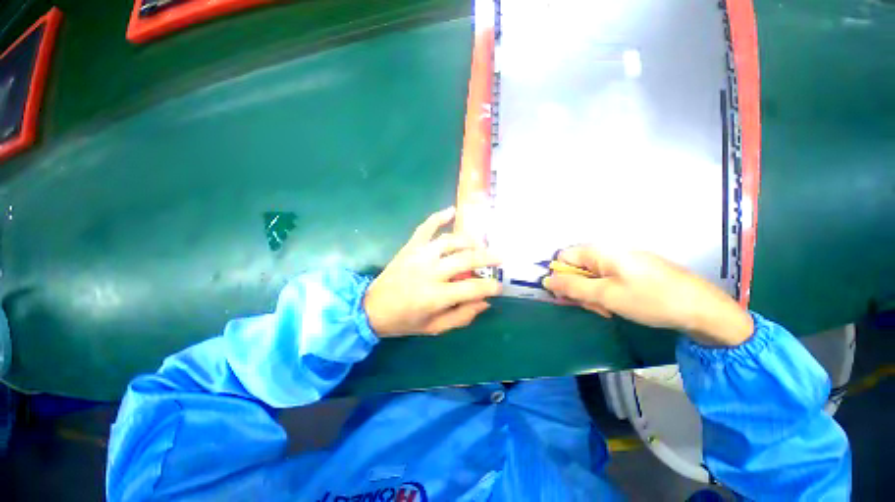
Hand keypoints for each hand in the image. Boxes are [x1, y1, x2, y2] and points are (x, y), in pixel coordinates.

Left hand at [363, 207, 501, 336]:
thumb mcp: (435, 328)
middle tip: (501, 258)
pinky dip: (439, 217)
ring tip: (481, 244)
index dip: (490, 287)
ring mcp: (419, 255)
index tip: (499, 286)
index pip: (472, 288)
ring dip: (469, 240)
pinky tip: (452, 210)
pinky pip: (426, 227)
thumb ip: (462, 316)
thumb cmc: (405, 321)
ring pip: (450, 241)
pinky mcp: (410, 247)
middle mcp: (429, 272)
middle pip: (465, 259)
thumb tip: (485, 302)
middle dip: (488, 257)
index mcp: (436, 296)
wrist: (372, 308)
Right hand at [543, 246, 752, 345]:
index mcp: (599, 251)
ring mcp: (622, 260)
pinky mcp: (634, 269)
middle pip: (577, 268)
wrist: (703, 309)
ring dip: (594, 294)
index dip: (562, 277)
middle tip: (596, 307)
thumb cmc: (650, 299)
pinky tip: (621, 305)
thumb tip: (547, 280)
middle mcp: (608, 251)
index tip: (571, 297)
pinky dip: (608, 293)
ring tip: (610, 309)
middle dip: (580, 289)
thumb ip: (572, 286)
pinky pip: (608, 279)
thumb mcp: (605, 295)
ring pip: (592, 276)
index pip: (563, 258)